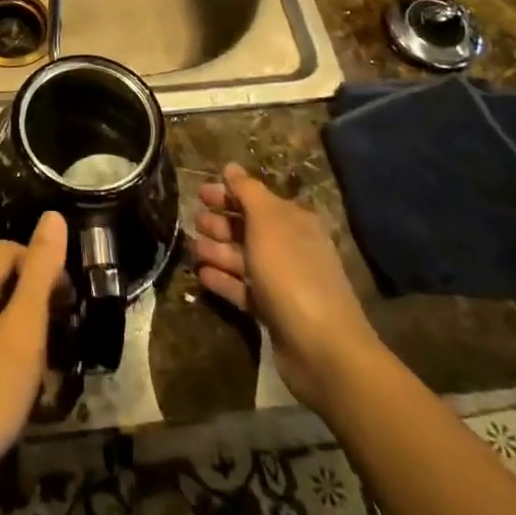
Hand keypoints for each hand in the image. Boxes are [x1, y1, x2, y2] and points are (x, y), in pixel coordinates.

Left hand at [0, 211, 66, 501]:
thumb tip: (53, 217)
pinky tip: (5, 379)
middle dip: (29, 294)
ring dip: (13, 321)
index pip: (8, 250)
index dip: (41, 265)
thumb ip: (40, 272)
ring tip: (38, 357)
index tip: (67, 300)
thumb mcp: (25, 331)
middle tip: (59, 330)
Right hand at [190, 164, 382, 412]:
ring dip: (217, 251)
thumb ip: (247, 192)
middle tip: (194, 221)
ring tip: (193, 250)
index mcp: (294, 222)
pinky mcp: (274, 312)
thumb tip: (230, 166)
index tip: (198, 193)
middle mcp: (290, 247)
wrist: (322, 347)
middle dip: (220, 223)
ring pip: (243, 259)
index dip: (228, 193)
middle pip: (249, 228)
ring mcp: (283, 281)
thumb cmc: (292, 273)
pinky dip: (223, 281)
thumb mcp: (267, 222)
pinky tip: (202, 277)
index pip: (256, 199)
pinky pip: (243, 289)